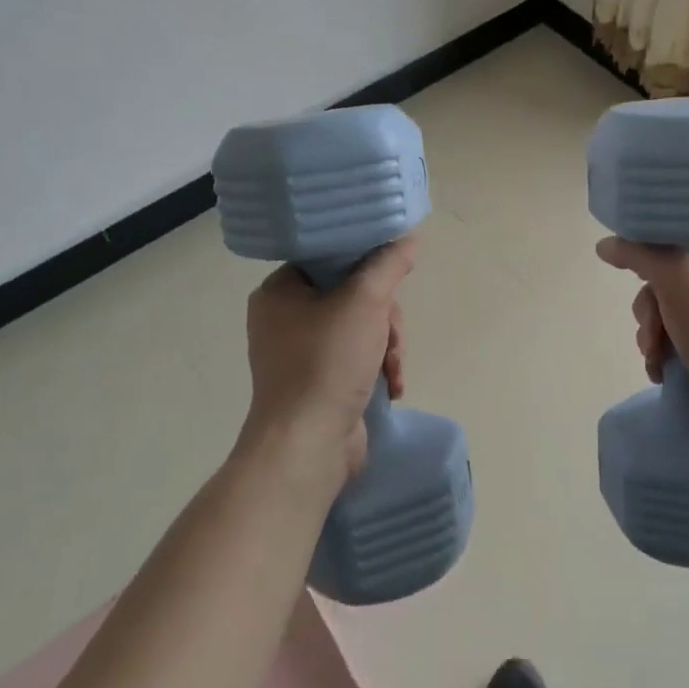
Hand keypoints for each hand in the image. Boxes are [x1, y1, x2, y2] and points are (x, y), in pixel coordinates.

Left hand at [239, 236, 415, 487]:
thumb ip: (389, 265)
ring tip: (393, 368)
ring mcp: (299, 354)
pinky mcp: (317, 383)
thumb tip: (408, 239)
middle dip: (383, 317)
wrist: (307, 447)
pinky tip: (392, 387)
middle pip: (350, 295)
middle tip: (392, 336)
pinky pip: (355, 358)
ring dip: (385, 345)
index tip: (390, 281)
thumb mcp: (365, 301)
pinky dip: (377, 368)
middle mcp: (284, 319)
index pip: (328, 259)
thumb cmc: (327, 363)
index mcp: (279, 292)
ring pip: (359, 328)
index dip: (365, 265)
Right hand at [596, 237, 688, 451]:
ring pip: (671, 312)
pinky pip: (682, 340)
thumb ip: (640, 255)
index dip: (655, 250)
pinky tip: (661, 369)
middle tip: (653, 327)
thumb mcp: (677, 280)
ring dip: (654, 333)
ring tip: (656, 355)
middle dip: (651, 307)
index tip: (638, 271)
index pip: (686, 236)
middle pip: (672, 278)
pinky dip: (666, 353)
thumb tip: (605, 244)